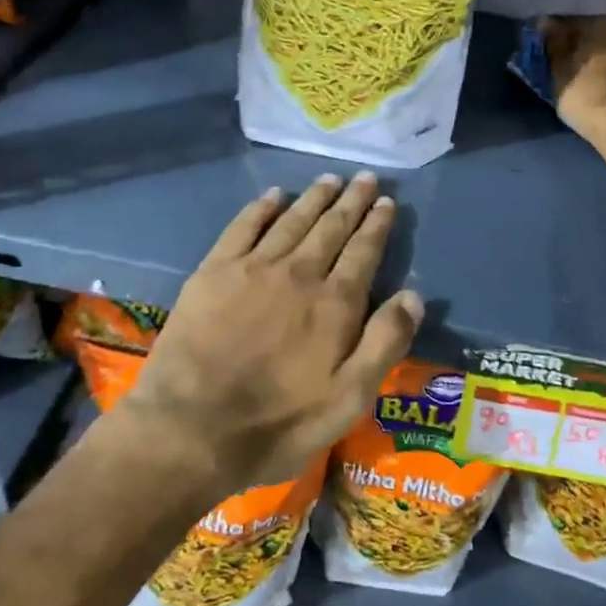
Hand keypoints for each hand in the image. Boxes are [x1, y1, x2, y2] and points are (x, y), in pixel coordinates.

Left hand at [114, 172, 421, 496]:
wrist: (191, 428)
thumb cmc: (278, 423)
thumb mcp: (348, 400)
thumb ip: (384, 344)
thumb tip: (414, 295)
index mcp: (334, 303)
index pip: (364, 251)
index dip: (377, 224)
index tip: (386, 201)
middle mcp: (299, 273)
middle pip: (332, 227)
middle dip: (351, 200)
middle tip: (365, 176)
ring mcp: (254, 267)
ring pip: (293, 220)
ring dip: (314, 197)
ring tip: (330, 179)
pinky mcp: (214, 271)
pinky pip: (243, 226)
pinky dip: (261, 207)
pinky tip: (273, 195)